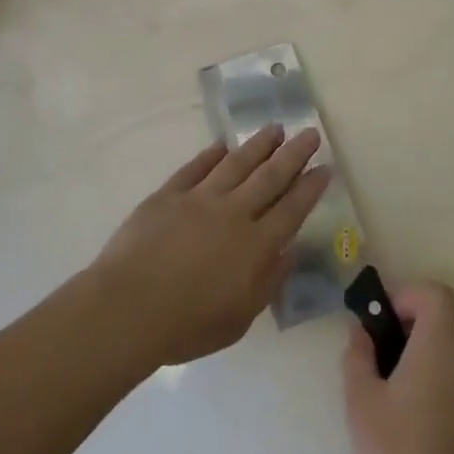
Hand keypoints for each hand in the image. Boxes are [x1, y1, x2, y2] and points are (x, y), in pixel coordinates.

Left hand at [91, 126, 331, 366]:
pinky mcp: (168, 195)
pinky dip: (211, 155)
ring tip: (274, 128)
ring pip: (236, 164)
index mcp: (255, 246)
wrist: (129, 307)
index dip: (310, 187)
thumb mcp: (240, 318)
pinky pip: (195, 168)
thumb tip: (288, 252)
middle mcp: (233, 213)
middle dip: (293, 154)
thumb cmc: (187, 325)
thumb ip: (268, 282)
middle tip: (309, 133)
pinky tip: (222, 146)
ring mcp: (199, 199)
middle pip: (270, 177)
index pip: (292, 209)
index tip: (325, 167)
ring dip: (258, 145)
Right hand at [343, 283, 453, 453]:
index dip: (408, 295)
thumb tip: (361, 331)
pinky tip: (422, 392)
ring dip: (446, 332)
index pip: (437, 294)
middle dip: (433, 306)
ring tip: (408, 362)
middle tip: (400, 331)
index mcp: (440, 348)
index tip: (383, 319)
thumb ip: (358, 356)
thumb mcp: (360, 402)